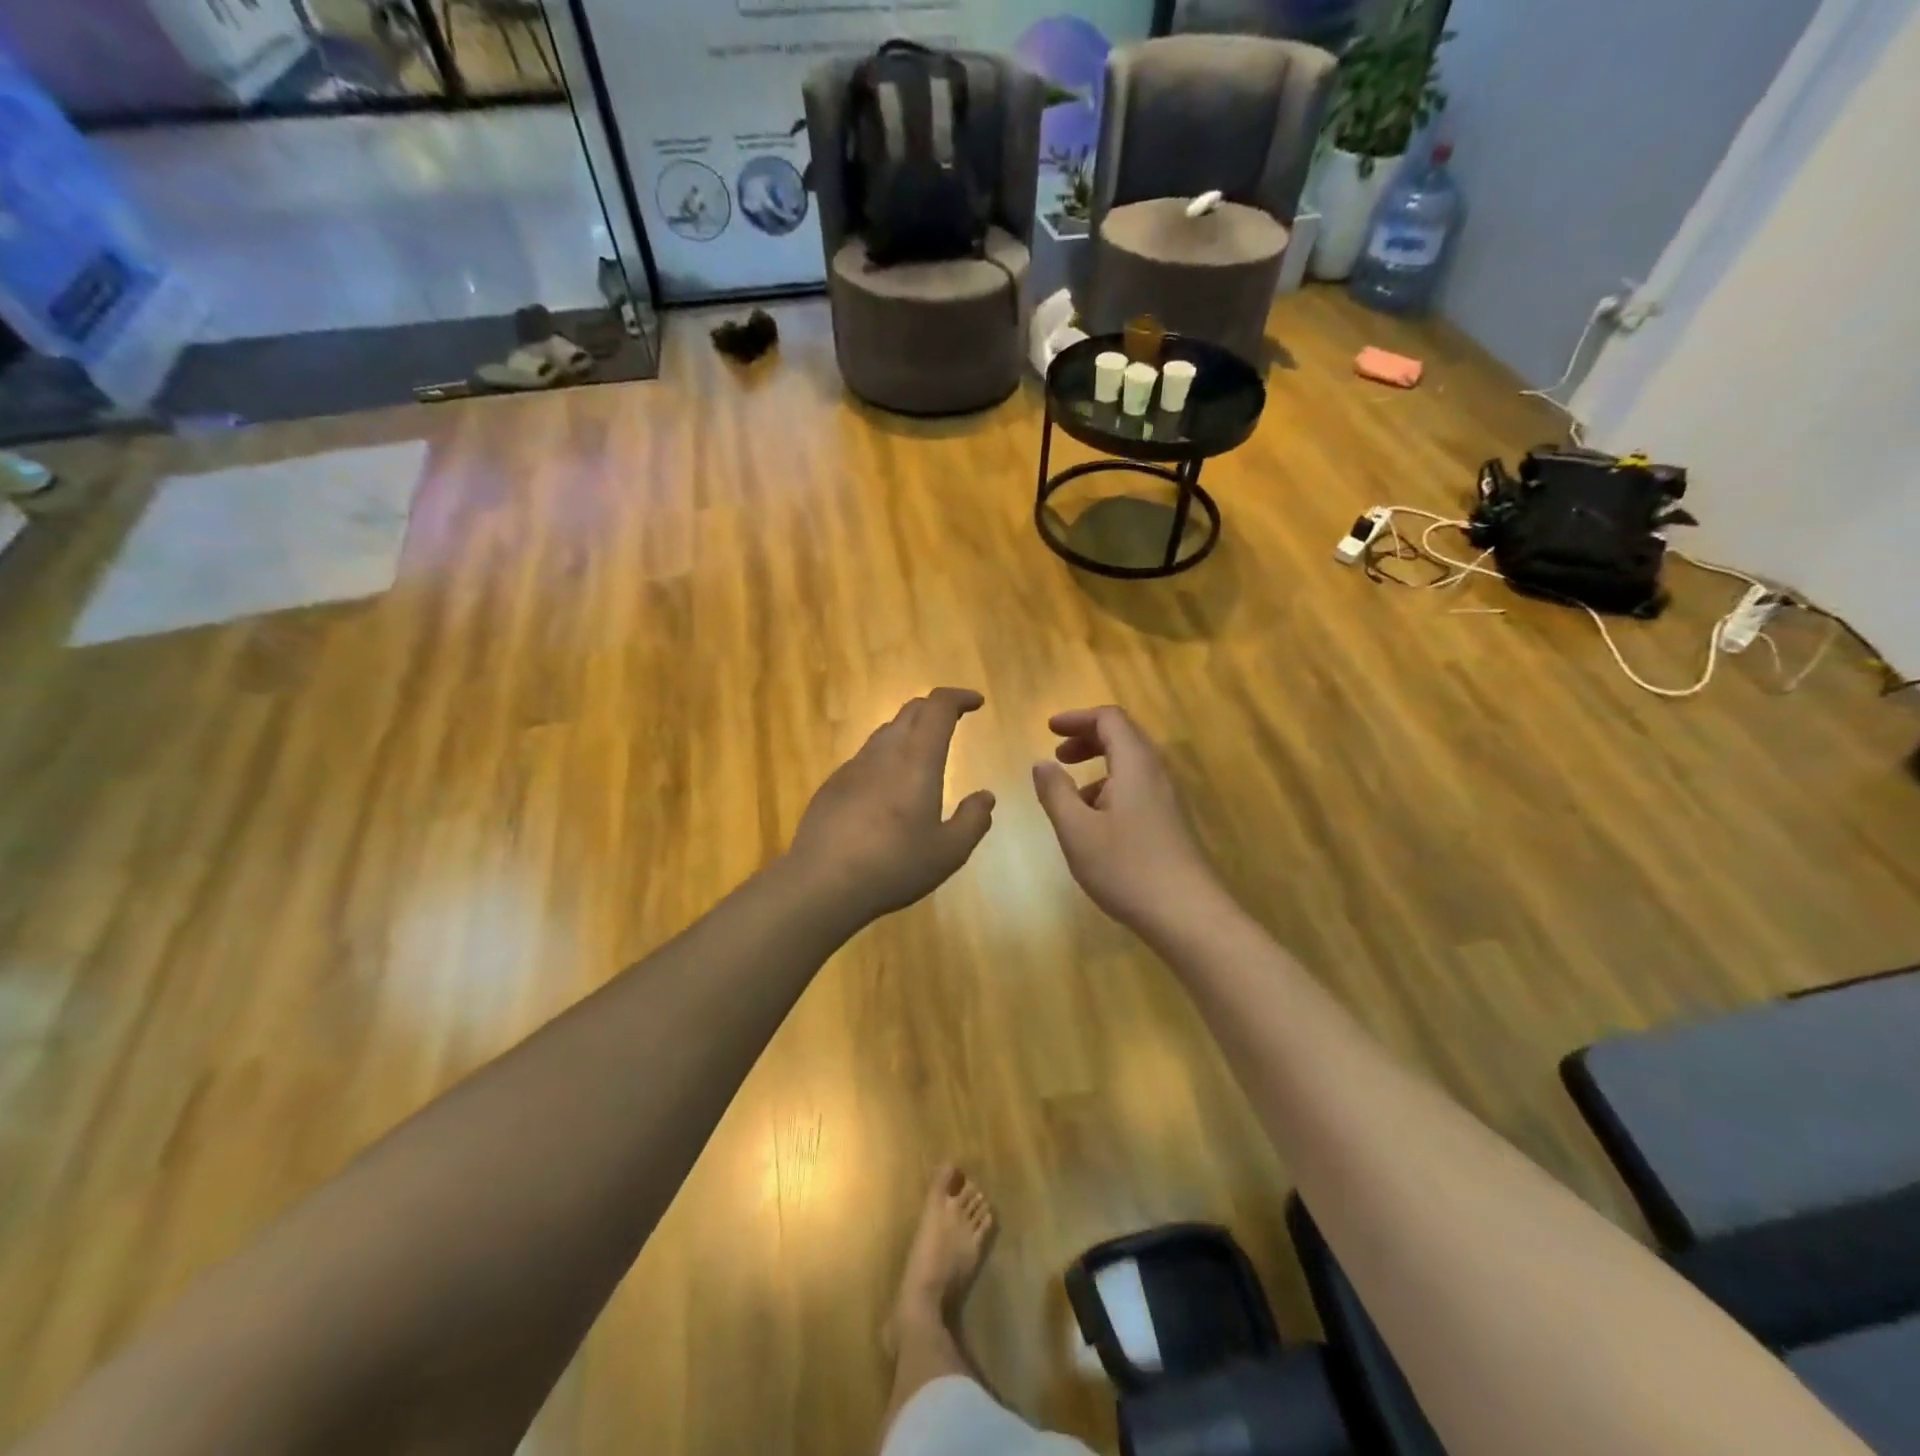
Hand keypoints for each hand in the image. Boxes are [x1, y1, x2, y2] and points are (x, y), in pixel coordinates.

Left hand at [789, 688, 995, 924]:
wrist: (822, 882)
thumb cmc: (894, 865)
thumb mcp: (949, 852)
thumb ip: (973, 821)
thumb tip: (985, 797)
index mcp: (917, 760)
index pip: (938, 707)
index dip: (959, 697)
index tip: (976, 703)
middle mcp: (884, 752)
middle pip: (911, 711)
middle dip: (936, 708)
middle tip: (955, 720)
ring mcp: (853, 767)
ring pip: (885, 732)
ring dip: (910, 732)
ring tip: (924, 754)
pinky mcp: (833, 785)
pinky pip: (866, 758)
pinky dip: (886, 757)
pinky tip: (888, 789)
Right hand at [1032, 706, 1220, 931]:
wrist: (1188, 915)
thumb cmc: (1127, 868)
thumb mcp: (1077, 830)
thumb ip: (1055, 792)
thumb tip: (1042, 763)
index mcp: (1135, 765)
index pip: (1110, 718)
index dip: (1078, 718)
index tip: (1049, 729)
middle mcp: (1156, 773)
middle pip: (1123, 737)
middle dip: (1087, 739)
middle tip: (1058, 755)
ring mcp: (1167, 799)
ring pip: (1131, 765)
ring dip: (1098, 767)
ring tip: (1069, 793)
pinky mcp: (1170, 823)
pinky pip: (1138, 788)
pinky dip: (1111, 789)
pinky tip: (1094, 822)